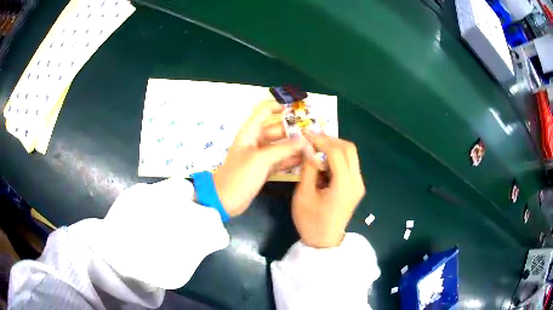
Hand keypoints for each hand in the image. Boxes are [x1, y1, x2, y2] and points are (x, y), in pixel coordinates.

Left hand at [213, 101, 306, 216]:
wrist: (225, 200)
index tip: (297, 108)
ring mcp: (260, 156)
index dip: (279, 106)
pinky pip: (280, 160)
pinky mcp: (264, 169)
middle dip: (293, 130)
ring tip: (313, 145)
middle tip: (313, 132)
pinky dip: (290, 159)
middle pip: (277, 129)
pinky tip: (304, 159)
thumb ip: (284, 148)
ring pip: (280, 145)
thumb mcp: (261, 159)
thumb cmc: (239, 176)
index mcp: (250, 132)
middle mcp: (256, 141)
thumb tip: (304, 140)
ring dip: (294, 145)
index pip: (264, 111)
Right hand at [292, 132, 364, 247]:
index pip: (337, 152)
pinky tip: (323, 160)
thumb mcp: (304, 194)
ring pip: (351, 155)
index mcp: (344, 185)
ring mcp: (359, 184)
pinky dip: (337, 157)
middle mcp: (357, 181)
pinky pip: (349, 164)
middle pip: (349, 149)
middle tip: (312, 139)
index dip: (320, 139)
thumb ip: (308, 168)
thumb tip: (308, 147)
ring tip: (315, 147)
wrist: (324, 242)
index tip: (305, 133)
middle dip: (330, 140)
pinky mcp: (356, 187)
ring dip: (334, 147)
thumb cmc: (311, 221)